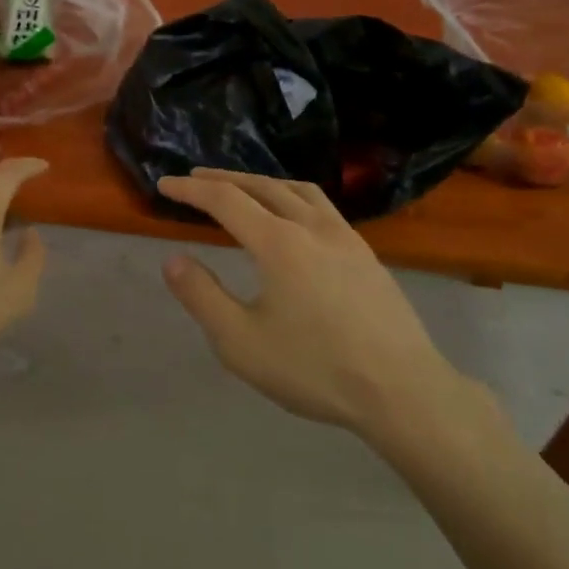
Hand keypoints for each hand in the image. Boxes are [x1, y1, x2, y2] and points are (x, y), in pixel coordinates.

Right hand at [158, 169, 472, 441]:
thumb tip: (174, 259)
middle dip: (224, 178)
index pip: (226, 200)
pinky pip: (322, 206)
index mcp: (279, 242)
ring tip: (243, 188)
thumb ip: (202, 296)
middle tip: (196, 178)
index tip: (165, 185)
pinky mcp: (366, 253)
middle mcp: (312, 226)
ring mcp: (345, 237)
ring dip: (262, 182)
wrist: (403, 390)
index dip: (191, 190)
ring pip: (297, 190)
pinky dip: (293, 196)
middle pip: (262, 185)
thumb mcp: (241, 342)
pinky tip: (295, 218)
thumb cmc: (316, 369)